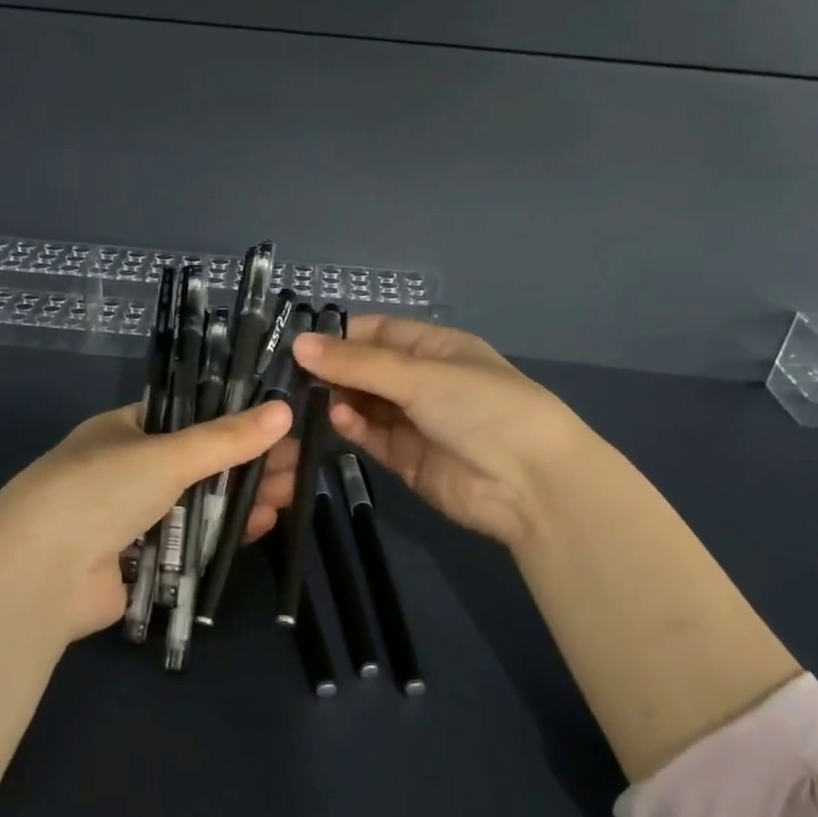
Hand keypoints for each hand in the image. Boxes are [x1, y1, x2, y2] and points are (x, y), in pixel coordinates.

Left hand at [0, 399, 293, 643]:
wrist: (40, 573)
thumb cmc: (100, 490)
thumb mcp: (167, 454)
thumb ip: (226, 438)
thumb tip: (283, 412)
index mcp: (124, 431)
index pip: (187, 418)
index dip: (233, 422)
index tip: (277, 427)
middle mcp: (127, 470)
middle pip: (200, 464)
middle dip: (248, 465)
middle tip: (297, 467)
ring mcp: (133, 518)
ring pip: (200, 504)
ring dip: (243, 500)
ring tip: (290, 496)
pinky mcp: (140, 562)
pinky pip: (191, 543)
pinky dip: (224, 535)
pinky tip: (262, 527)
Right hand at [286, 317, 595, 548]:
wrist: (529, 484)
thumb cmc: (481, 407)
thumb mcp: (420, 375)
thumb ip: (358, 363)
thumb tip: (299, 344)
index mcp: (437, 348)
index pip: (380, 332)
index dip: (341, 335)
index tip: (299, 342)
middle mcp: (424, 381)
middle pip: (368, 369)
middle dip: (333, 370)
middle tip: (288, 374)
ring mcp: (416, 421)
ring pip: (366, 403)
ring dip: (339, 399)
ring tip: (306, 397)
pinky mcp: (407, 459)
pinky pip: (372, 436)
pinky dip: (354, 426)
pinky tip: (338, 418)